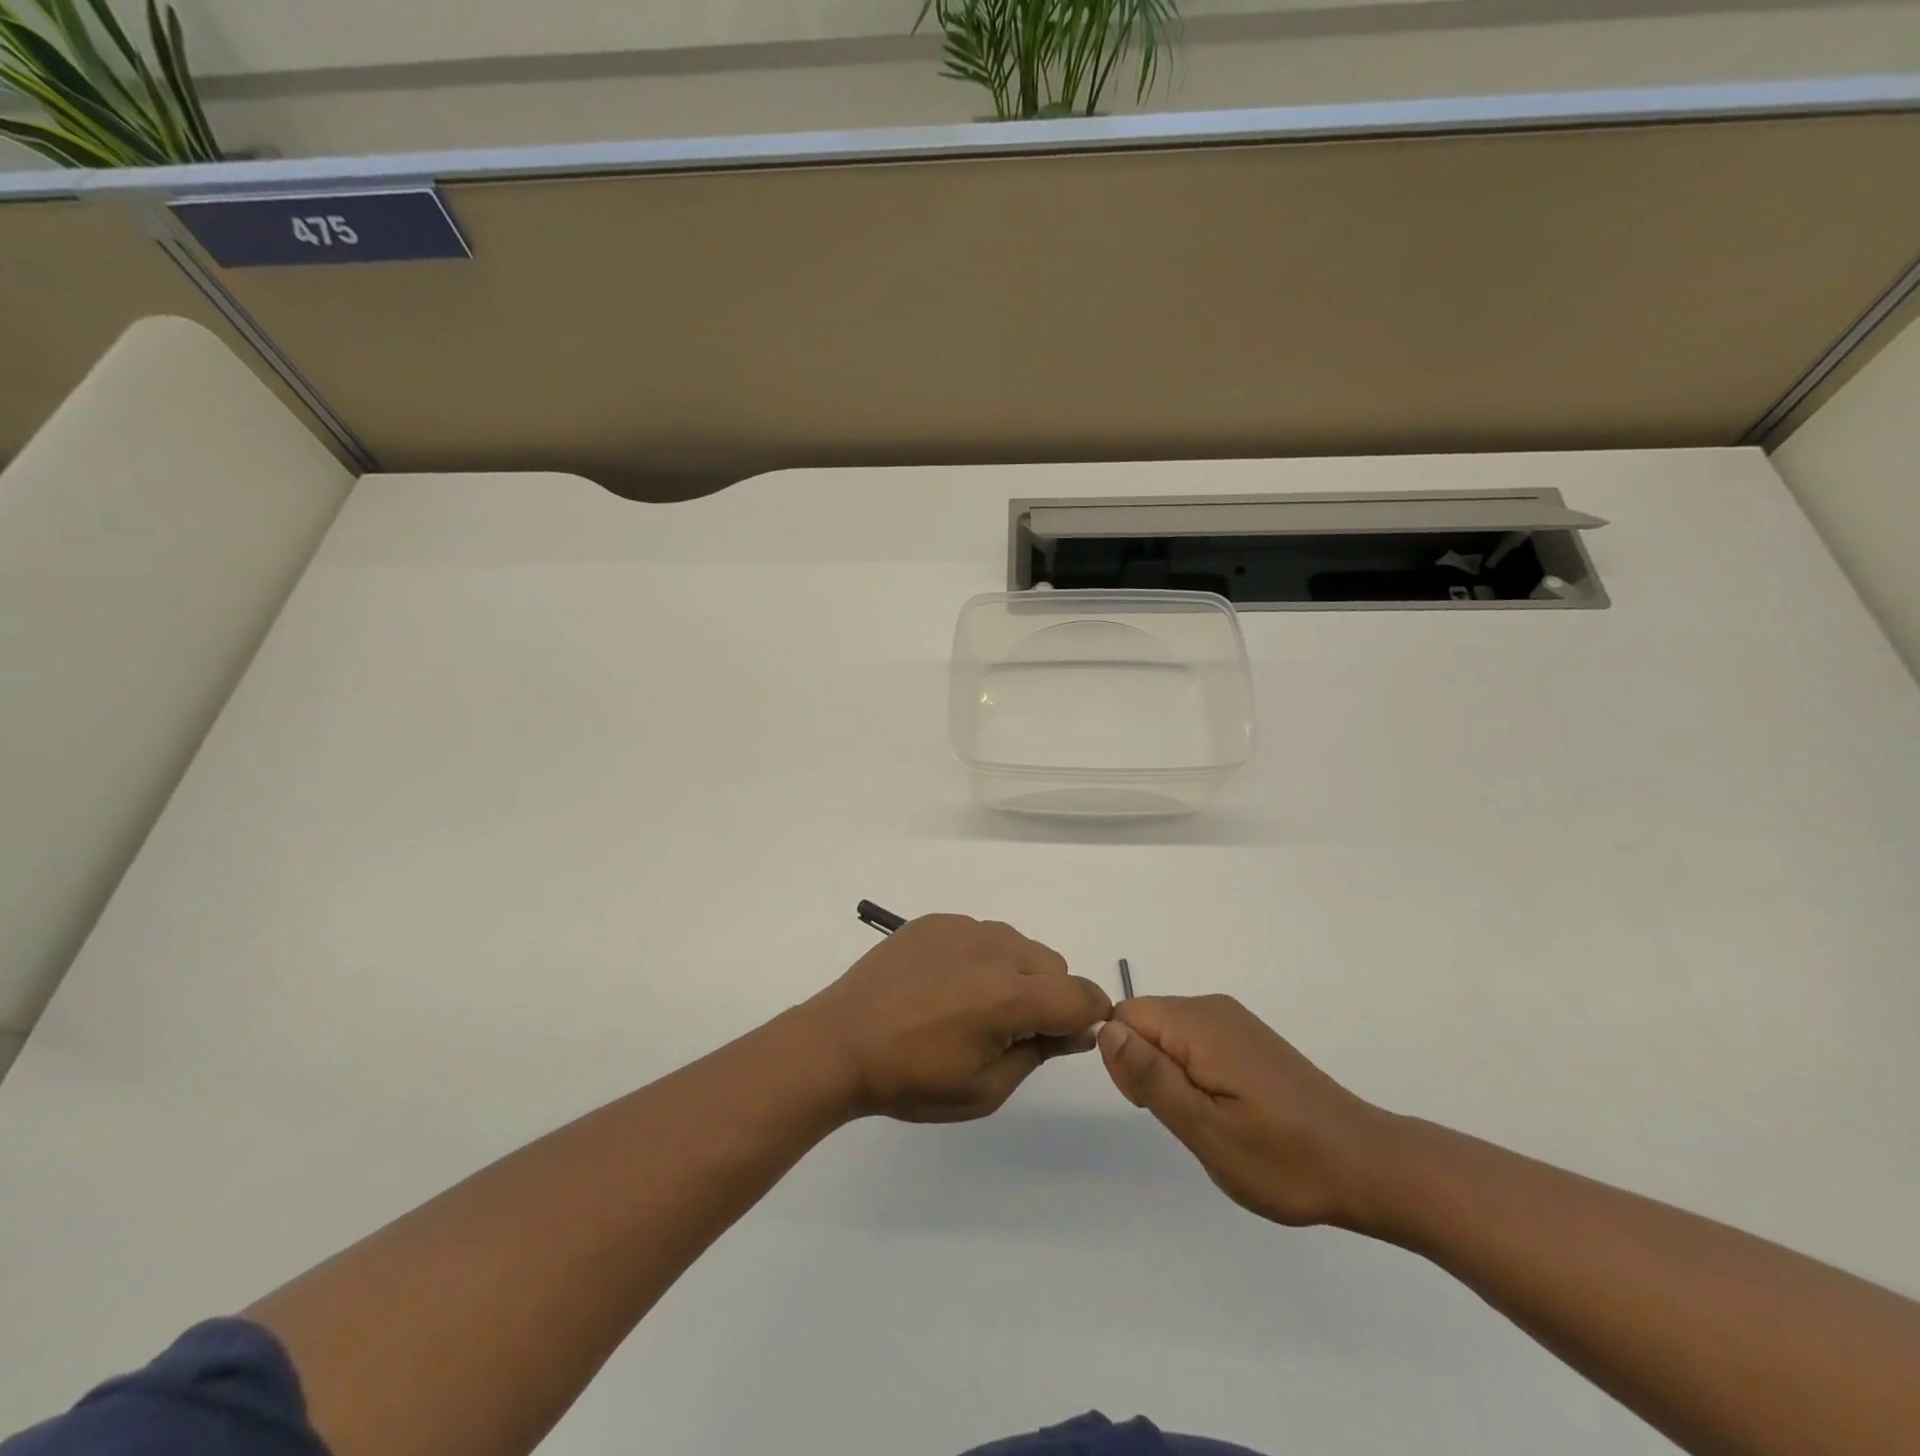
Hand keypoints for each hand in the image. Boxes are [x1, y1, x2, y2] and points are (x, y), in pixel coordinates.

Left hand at [802, 915, 1111, 1122]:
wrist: (840, 1043)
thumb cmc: (912, 1079)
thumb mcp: (985, 1089)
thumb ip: (1039, 1053)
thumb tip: (1078, 1028)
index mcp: (1010, 996)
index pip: (1081, 994)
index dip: (1088, 1016)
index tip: (1069, 1036)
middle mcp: (994, 950)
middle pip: (1053, 965)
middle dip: (1050, 996)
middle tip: (1012, 1030)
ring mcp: (962, 928)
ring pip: (1018, 945)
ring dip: (1017, 973)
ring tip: (974, 1005)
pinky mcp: (936, 921)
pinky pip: (981, 934)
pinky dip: (981, 957)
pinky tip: (946, 984)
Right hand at [1098, 995, 1396, 1228]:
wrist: (1368, 1164)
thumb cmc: (1283, 1158)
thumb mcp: (1205, 1129)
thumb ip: (1151, 1076)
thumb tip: (1107, 1030)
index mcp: (1198, 1023)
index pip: (1126, 1017)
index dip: (1126, 1062)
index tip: (1155, 1105)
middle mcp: (1213, 1008)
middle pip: (1146, 1021)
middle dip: (1148, 1068)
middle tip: (1189, 1121)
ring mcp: (1234, 1021)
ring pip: (1169, 1033)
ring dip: (1173, 1075)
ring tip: (1210, 1121)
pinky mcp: (1249, 1037)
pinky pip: (1196, 1041)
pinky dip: (1196, 1073)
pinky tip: (1228, 1110)